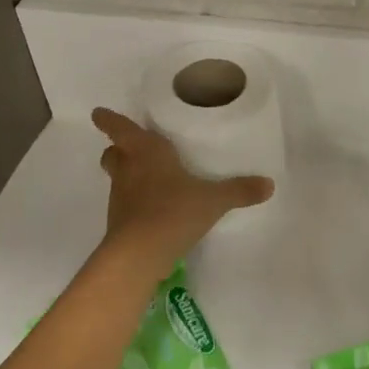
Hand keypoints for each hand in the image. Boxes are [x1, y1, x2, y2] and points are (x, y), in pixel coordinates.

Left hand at [93, 108, 273, 269]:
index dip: (109, 120)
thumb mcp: (213, 200)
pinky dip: (134, 202)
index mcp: (146, 152)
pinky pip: (125, 204)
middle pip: (113, 153)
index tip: (99, 113)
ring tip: (149, 177)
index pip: (121, 128)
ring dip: (127, 175)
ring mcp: (120, 198)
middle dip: (118, 149)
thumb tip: (269, 184)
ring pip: (117, 178)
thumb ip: (240, 190)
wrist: (140, 255)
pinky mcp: (119, 222)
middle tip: (131, 148)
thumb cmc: (173, 211)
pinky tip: (153, 208)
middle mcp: (128, 170)